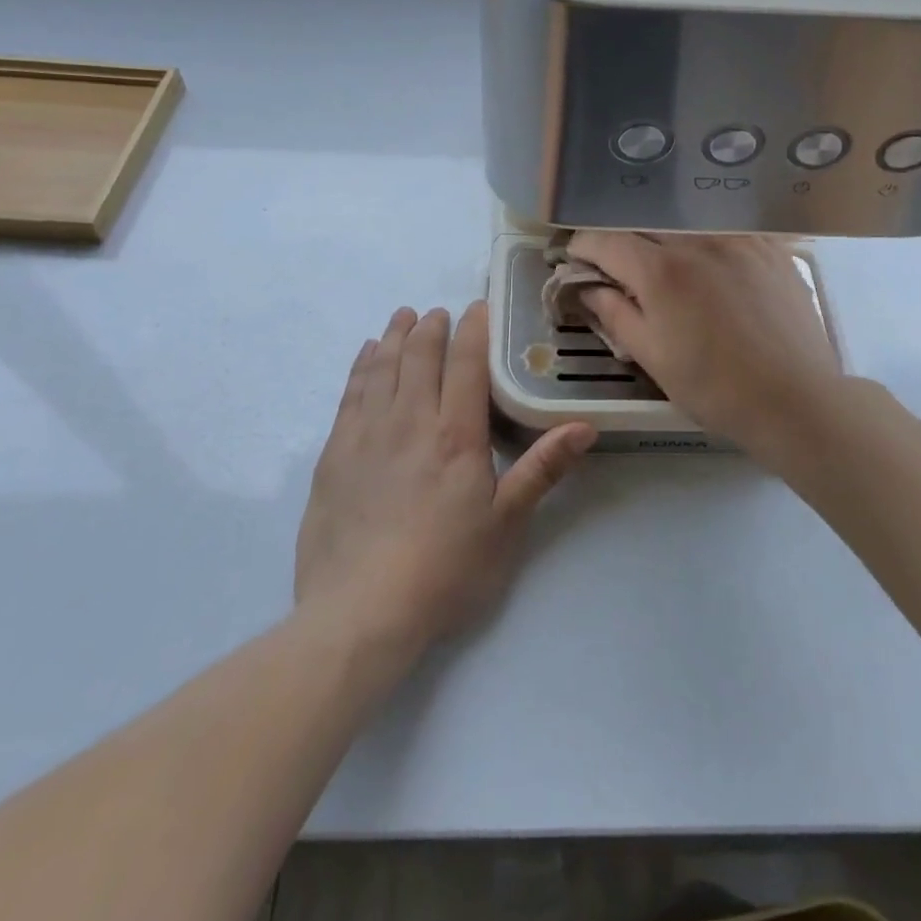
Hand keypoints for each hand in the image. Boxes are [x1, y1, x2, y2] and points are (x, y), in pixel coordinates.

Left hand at [294, 302, 593, 657]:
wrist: (360, 612)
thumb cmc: (444, 569)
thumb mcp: (506, 523)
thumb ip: (543, 468)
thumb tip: (586, 425)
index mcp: (455, 435)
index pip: (466, 363)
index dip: (472, 329)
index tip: (477, 308)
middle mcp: (410, 421)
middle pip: (420, 356)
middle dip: (431, 327)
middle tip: (439, 312)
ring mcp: (366, 434)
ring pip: (383, 367)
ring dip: (396, 337)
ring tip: (403, 316)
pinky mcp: (335, 454)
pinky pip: (350, 393)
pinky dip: (362, 366)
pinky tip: (368, 355)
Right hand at [567, 233, 845, 470]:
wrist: (796, 400)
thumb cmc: (715, 388)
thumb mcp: (652, 357)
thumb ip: (614, 314)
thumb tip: (587, 286)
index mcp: (661, 270)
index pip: (605, 239)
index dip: (582, 247)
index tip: (575, 260)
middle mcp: (698, 240)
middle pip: (643, 223)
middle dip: (620, 239)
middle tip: (614, 264)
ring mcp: (739, 238)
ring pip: (685, 221)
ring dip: (662, 235)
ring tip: (661, 261)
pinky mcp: (771, 247)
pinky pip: (725, 228)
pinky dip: (704, 239)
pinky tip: (707, 261)